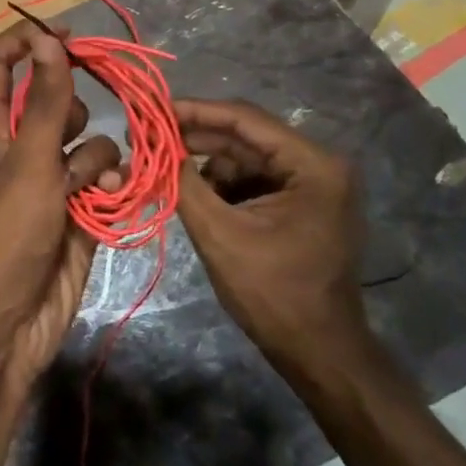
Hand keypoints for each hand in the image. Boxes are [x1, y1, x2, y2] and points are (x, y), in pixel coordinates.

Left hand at [0, 22, 121, 402]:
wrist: (4, 326)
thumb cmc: (3, 235)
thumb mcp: (26, 161)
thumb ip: (43, 100)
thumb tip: (46, 37)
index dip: (25, 40)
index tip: (66, 33)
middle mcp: (19, 147)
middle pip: (50, 100)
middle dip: (72, 106)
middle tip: (78, 122)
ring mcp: (49, 180)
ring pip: (84, 141)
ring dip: (94, 156)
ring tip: (88, 185)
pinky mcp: (77, 212)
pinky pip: (101, 179)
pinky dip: (108, 186)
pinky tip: (109, 203)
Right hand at [172, 98, 369, 378]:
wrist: (319, 355)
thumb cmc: (273, 294)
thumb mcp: (219, 233)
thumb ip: (183, 181)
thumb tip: (150, 142)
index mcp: (312, 165)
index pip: (244, 119)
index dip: (194, 111)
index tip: (150, 110)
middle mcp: (318, 164)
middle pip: (244, 136)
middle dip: (195, 139)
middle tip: (146, 139)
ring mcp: (312, 184)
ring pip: (244, 157)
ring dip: (205, 164)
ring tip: (165, 174)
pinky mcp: (301, 203)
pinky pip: (252, 178)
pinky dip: (221, 184)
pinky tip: (193, 196)